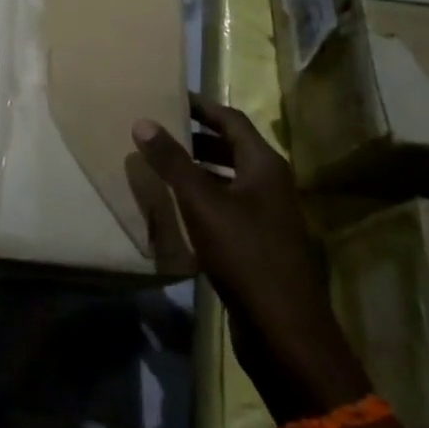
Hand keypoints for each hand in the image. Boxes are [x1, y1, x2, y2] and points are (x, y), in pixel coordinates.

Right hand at [132, 95, 363, 411]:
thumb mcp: (203, 204)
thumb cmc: (246, 255)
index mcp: (264, 165)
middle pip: (232, 147)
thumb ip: (173, 162)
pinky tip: (177, 208)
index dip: (201, 106)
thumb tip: (143, 121)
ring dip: (199, 168)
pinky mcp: (259, 244)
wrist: (286, 332)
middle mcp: (270, 184)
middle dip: (196, 136)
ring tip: (161, 164)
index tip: (170, 95)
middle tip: (159, 129)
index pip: (231, 119)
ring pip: (229, 179)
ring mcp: (268, 216)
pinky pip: (228, 207)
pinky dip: (204, 199)